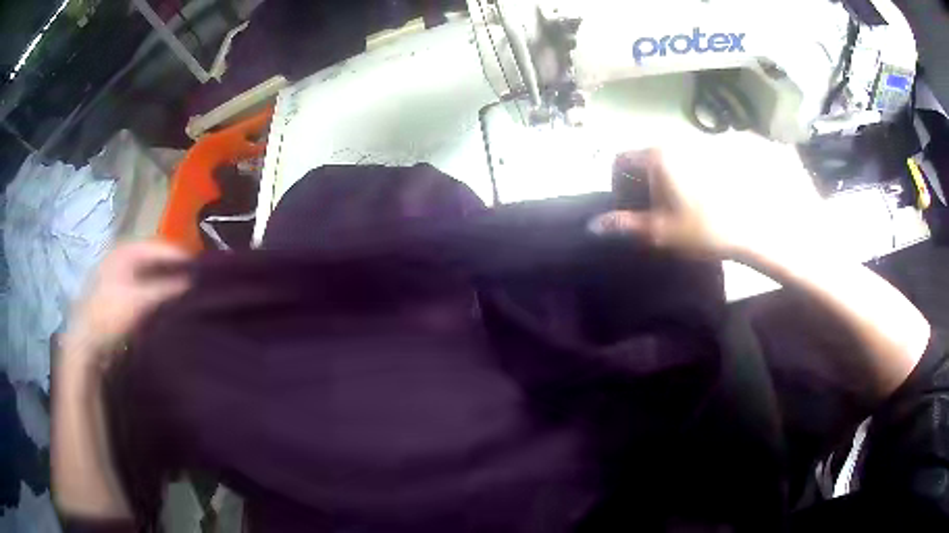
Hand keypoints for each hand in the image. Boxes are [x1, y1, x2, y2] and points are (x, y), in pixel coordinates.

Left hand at [62, 242, 190, 371]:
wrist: (86, 345)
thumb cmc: (110, 316)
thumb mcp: (140, 302)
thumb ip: (167, 289)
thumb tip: (194, 283)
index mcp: (126, 250)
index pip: (161, 247)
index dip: (182, 258)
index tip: (204, 272)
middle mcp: (122, 257)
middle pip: (156, 260)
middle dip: (174, 271)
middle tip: (195, 285)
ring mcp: (118, 277)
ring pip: (150, 275)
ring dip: (165, 285)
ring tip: (184, 297)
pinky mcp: (118, 296)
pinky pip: (144, 289)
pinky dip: (156, 295)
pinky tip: (166, 308)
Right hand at [590, 134, 824, 258]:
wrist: (770, 225)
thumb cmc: (710, 229)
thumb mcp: (665, 233)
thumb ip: (627, 226)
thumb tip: (592, 226)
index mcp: (660, 155)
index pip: (622, 159)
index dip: (618, 182)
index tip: (630, 205)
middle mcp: (685, 137)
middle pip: (658, 155)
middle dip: (657, 181)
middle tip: (673, 210)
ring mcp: (717, 136)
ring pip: (692, 153)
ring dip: (690, 174)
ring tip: (709, 203)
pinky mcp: (746, 141)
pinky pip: (723, 152)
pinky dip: (720, 169)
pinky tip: (736, 193)